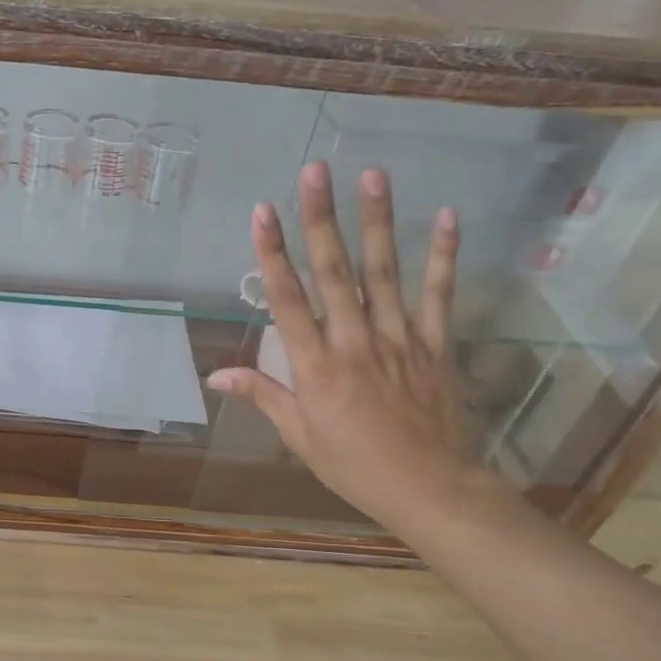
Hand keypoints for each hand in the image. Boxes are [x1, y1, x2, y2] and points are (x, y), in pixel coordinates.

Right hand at [207, 163, 493, 536]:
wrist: (431, 490)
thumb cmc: (354, 465)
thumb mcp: (299, 435)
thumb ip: (262, 394)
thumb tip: (215, 374)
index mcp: (315, 366)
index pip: (287, 300)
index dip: (272, 253)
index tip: (262, 211)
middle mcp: (354, 342)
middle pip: (334, 272)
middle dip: (320, 219)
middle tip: (314, 170)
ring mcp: (400, 339)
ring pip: (384, 273)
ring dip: (376, 222)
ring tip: (371, 175)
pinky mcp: (436, 345)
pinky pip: (440, 296)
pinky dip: (443, 256)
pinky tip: (446, 216)